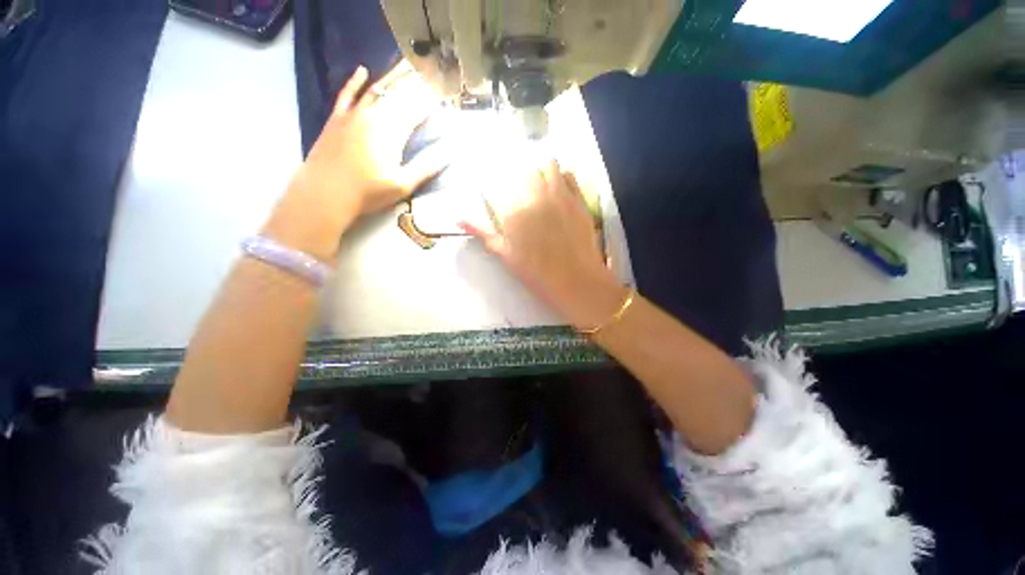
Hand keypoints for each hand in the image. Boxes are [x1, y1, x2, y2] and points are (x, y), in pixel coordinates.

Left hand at [266, 62, 445, 260]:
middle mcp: (373, 115)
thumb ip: (426, 167)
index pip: (416, 111)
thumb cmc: (368, 192)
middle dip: (415, 87)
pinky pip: (347, 94)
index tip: (442, 98)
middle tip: (428, 79)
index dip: (430, 103)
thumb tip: (448, 153)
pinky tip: (362, 71)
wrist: (325, 193)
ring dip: (392, 79)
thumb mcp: (403, 184)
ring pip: (376, 90)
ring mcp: (352, 114)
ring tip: (406, 68)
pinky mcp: (337, 118)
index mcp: (391, 131)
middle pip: (398, 96)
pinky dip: (355, 82)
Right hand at [461, 159, 628, 330]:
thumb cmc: (536, 273)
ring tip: (545, 186)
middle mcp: (534, 197)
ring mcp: (559, 196)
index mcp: (513, 213)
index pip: (503, 189)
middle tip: (529, 197)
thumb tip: (459, 219)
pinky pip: (569, 175)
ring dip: (545, 172)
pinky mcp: (578, 199)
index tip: (512, 201)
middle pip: (527, 173)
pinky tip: (561, 190)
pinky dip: (563, 178)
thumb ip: (483, 234)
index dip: (506, 193)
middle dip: (526, 182)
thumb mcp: (505, 255)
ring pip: (549, 166)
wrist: (575, 280)